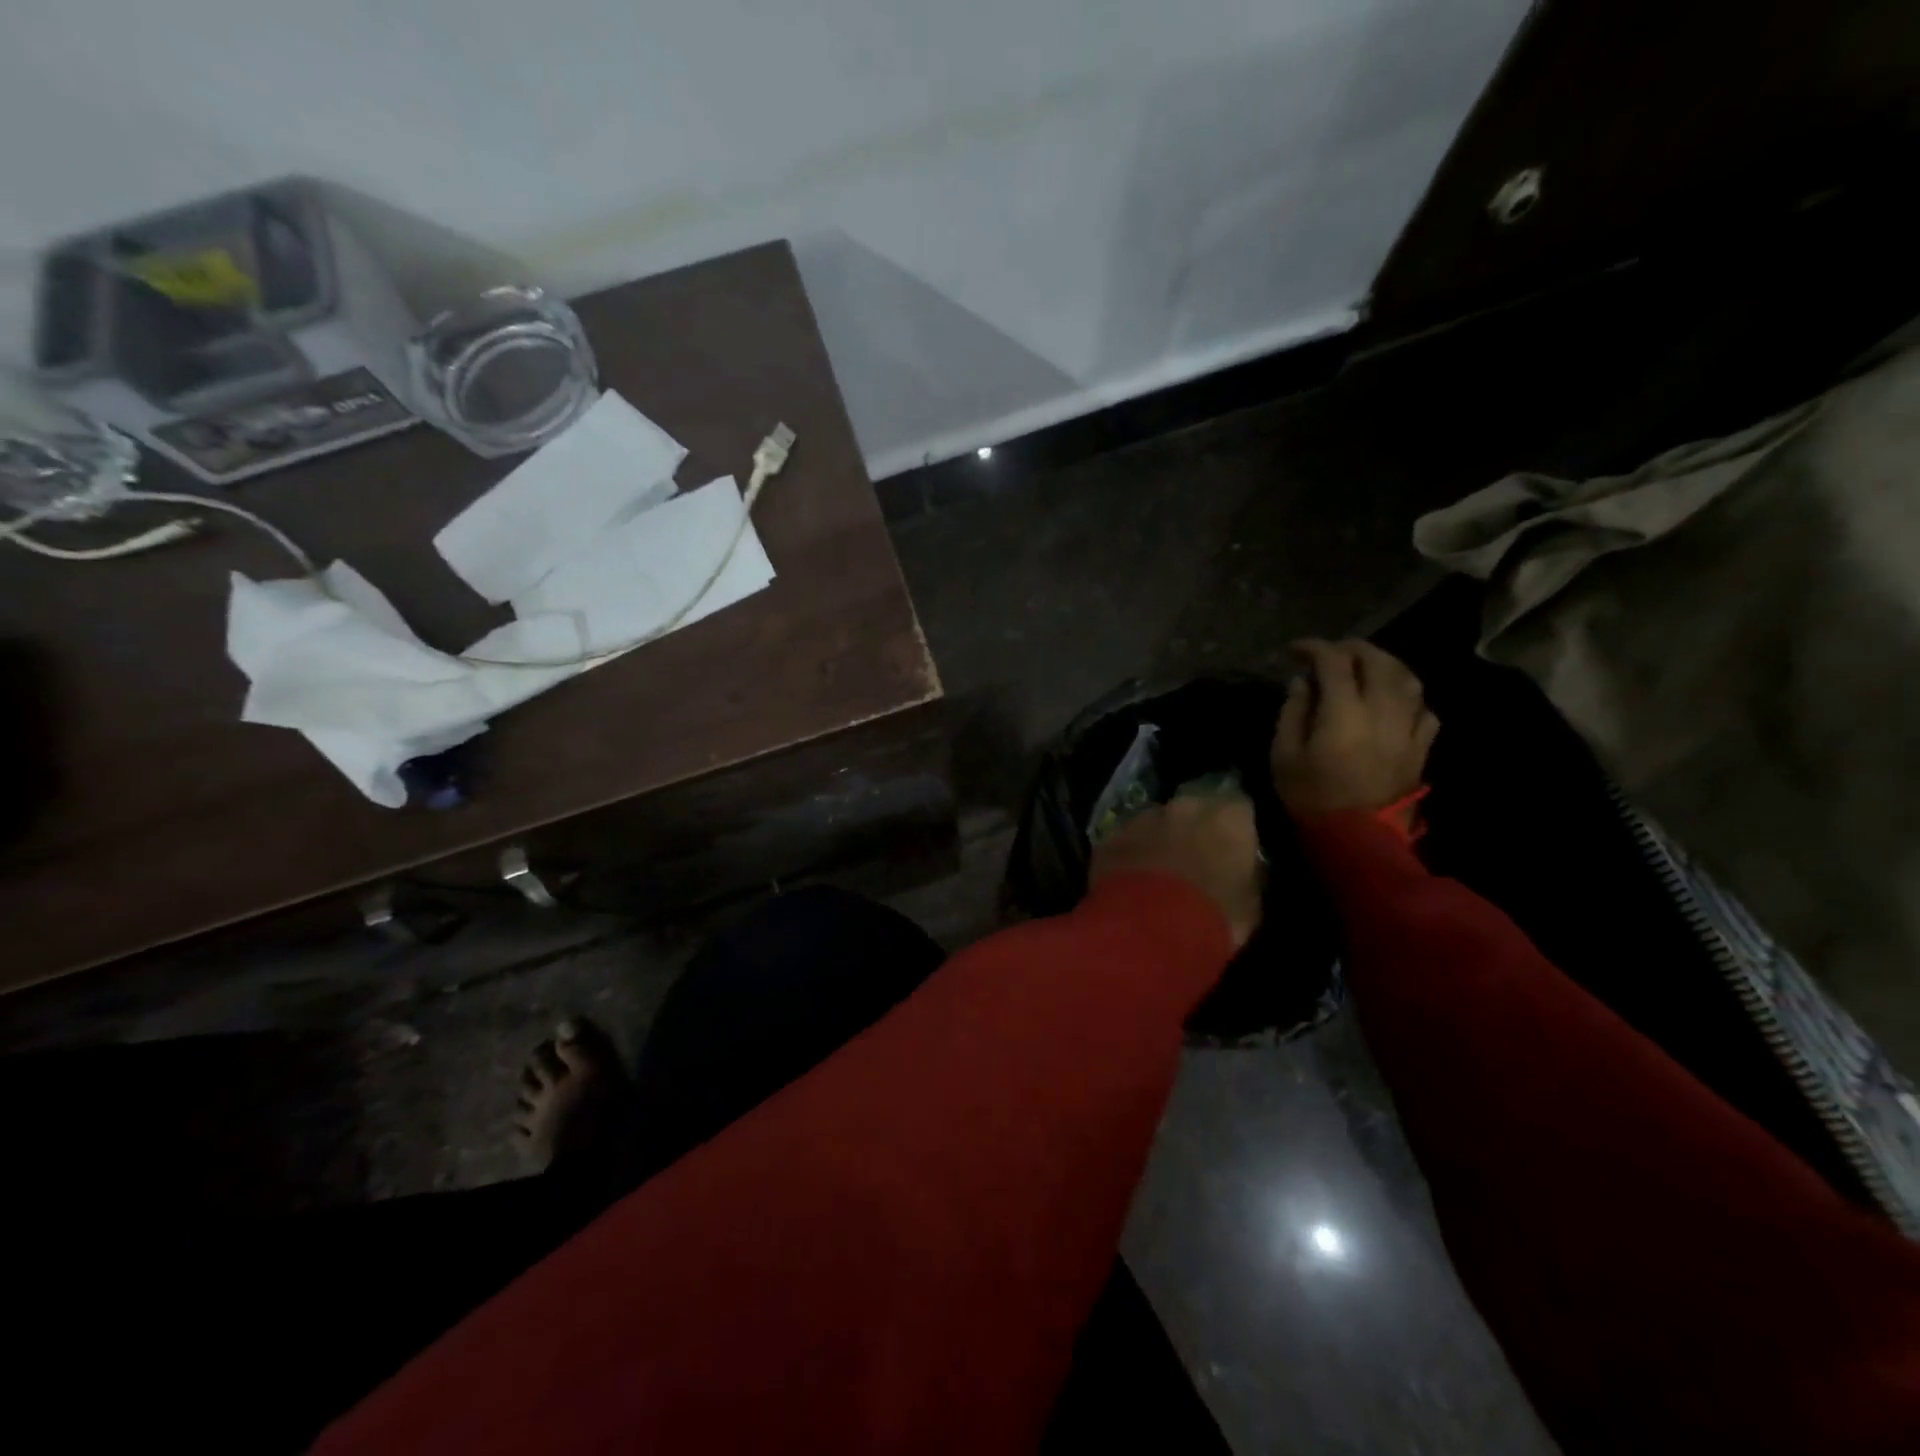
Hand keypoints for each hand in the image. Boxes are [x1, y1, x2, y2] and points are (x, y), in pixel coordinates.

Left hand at [1089, 796, 1261, 947]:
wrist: (1149, 929)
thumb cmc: (1213, 918)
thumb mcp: (1250, 904)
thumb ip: (1245, 875)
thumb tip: (1239, 868)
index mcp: (1228, 818)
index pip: (1238, 808)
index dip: (1234, 827)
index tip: (1232, 846)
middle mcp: (1185, 806)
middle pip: (1193, 809)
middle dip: (1193, 828)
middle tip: (1192, 857)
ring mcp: (1142, 818)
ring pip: (1154, 822)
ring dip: (1157, 839)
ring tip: (1155, 872)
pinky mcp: (1110, 835)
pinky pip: (1124, 841)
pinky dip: (1128, 854)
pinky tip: (1127, 881)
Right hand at [1271, 639, 1438, 816]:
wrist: (1358, 839)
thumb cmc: (1311, 796)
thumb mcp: (1284, 755)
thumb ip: (1293, 712)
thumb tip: (1302, 683)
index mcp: (1345, 711)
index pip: (1334, 662)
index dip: (1314, 648)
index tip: (1295, 650)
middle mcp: (1383, 711)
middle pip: (1378, 661)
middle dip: (1352, 649)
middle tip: (1331, 652)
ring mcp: (1407, 729)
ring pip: (1407, 680)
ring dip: (1385, 665)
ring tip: (1366, 667)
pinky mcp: (1421, 748)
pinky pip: (1423, 710)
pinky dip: (1408, 698)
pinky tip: (1393, 703)